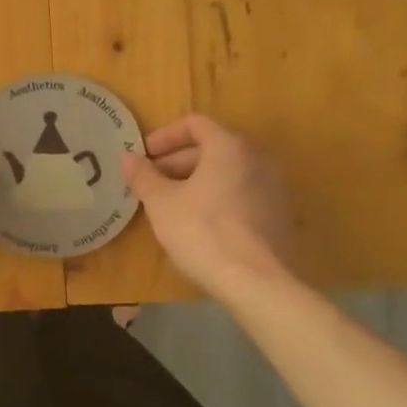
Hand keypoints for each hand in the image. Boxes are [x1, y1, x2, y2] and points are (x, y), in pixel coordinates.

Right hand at [122, 114, 296, 296]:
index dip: (164, 136)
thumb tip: (127, 157)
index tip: (143, 156)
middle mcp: (257, 159)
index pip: (195, 124)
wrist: (258, 283)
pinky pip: (241, 195)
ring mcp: (273, 188)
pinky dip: (217, 199)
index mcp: (229, 147)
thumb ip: (143, 176)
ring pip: (227, 173)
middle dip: (177, 162)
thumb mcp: (162, 204)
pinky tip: (198, 225)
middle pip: (212, 148)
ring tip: (170, 205)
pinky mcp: (279, 216)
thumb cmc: (204, 233)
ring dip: (196, 182)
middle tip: (151, 183)